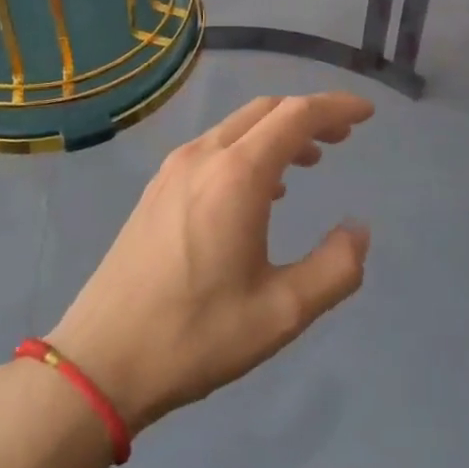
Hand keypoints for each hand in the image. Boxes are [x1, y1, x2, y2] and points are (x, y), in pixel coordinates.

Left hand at [46, 93, 374, 432]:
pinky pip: (214, 148)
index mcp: (237, 175)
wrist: (101, 360)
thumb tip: (358, 230)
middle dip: (308, 114)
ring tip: (308, 159)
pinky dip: (248, 149)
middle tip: (342, 136)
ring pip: (237, 127)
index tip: (367, 114)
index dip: (336, 107)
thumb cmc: (197, 335)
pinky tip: (260, 189)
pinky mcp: (157, 189)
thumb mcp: (282, 312)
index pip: (296, 115)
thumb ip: (335, 268)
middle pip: (266, 111)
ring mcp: (174, 170)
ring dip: (277, 132)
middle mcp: (203, 157)